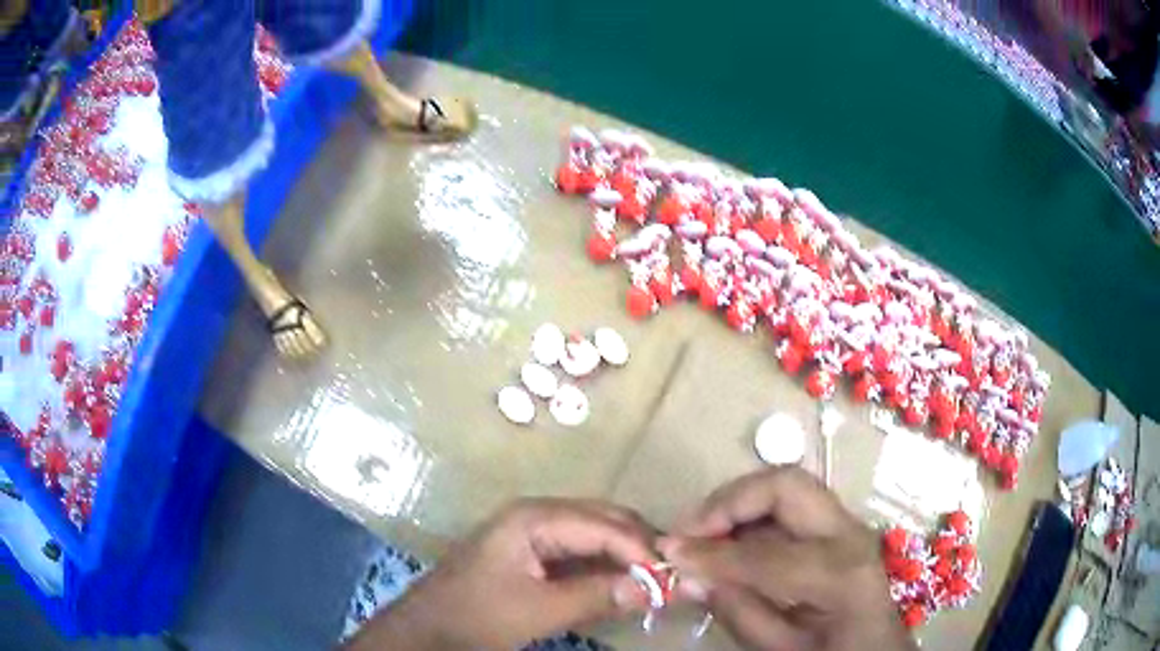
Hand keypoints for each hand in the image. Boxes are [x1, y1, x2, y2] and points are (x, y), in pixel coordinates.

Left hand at [345, 499, 657, 650]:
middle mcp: (535, 514)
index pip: (603, 525)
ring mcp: (531, 532)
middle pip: (601, 520)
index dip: (641, 550)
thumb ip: (595, 596)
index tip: (671, 577)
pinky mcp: (530, 553)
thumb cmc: (476, 616)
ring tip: (653, 580)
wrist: (426, 629)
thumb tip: (653, 587)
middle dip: (637, 545)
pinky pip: (578, 552)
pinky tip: (620, 584)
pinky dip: (603, 566)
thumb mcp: (538, 610)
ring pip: (593, 534)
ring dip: (623, 556)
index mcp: (533, 517)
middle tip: (669, 575)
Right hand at [659, 467, 913, 650]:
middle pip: (787, 485)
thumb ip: (738, 611)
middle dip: (730, 500)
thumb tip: (690, 575)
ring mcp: (847, 523)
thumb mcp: (781, 647)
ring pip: (786, 486)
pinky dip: (750, 514)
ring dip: (737, 503)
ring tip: (702, 533)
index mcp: (840, 575)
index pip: (766, 554)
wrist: (875, 645)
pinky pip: (788, 504)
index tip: (670, 552)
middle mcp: (849, 534)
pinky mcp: (837, 523)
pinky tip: (729, 539)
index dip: (712, 553)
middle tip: (690, 529)